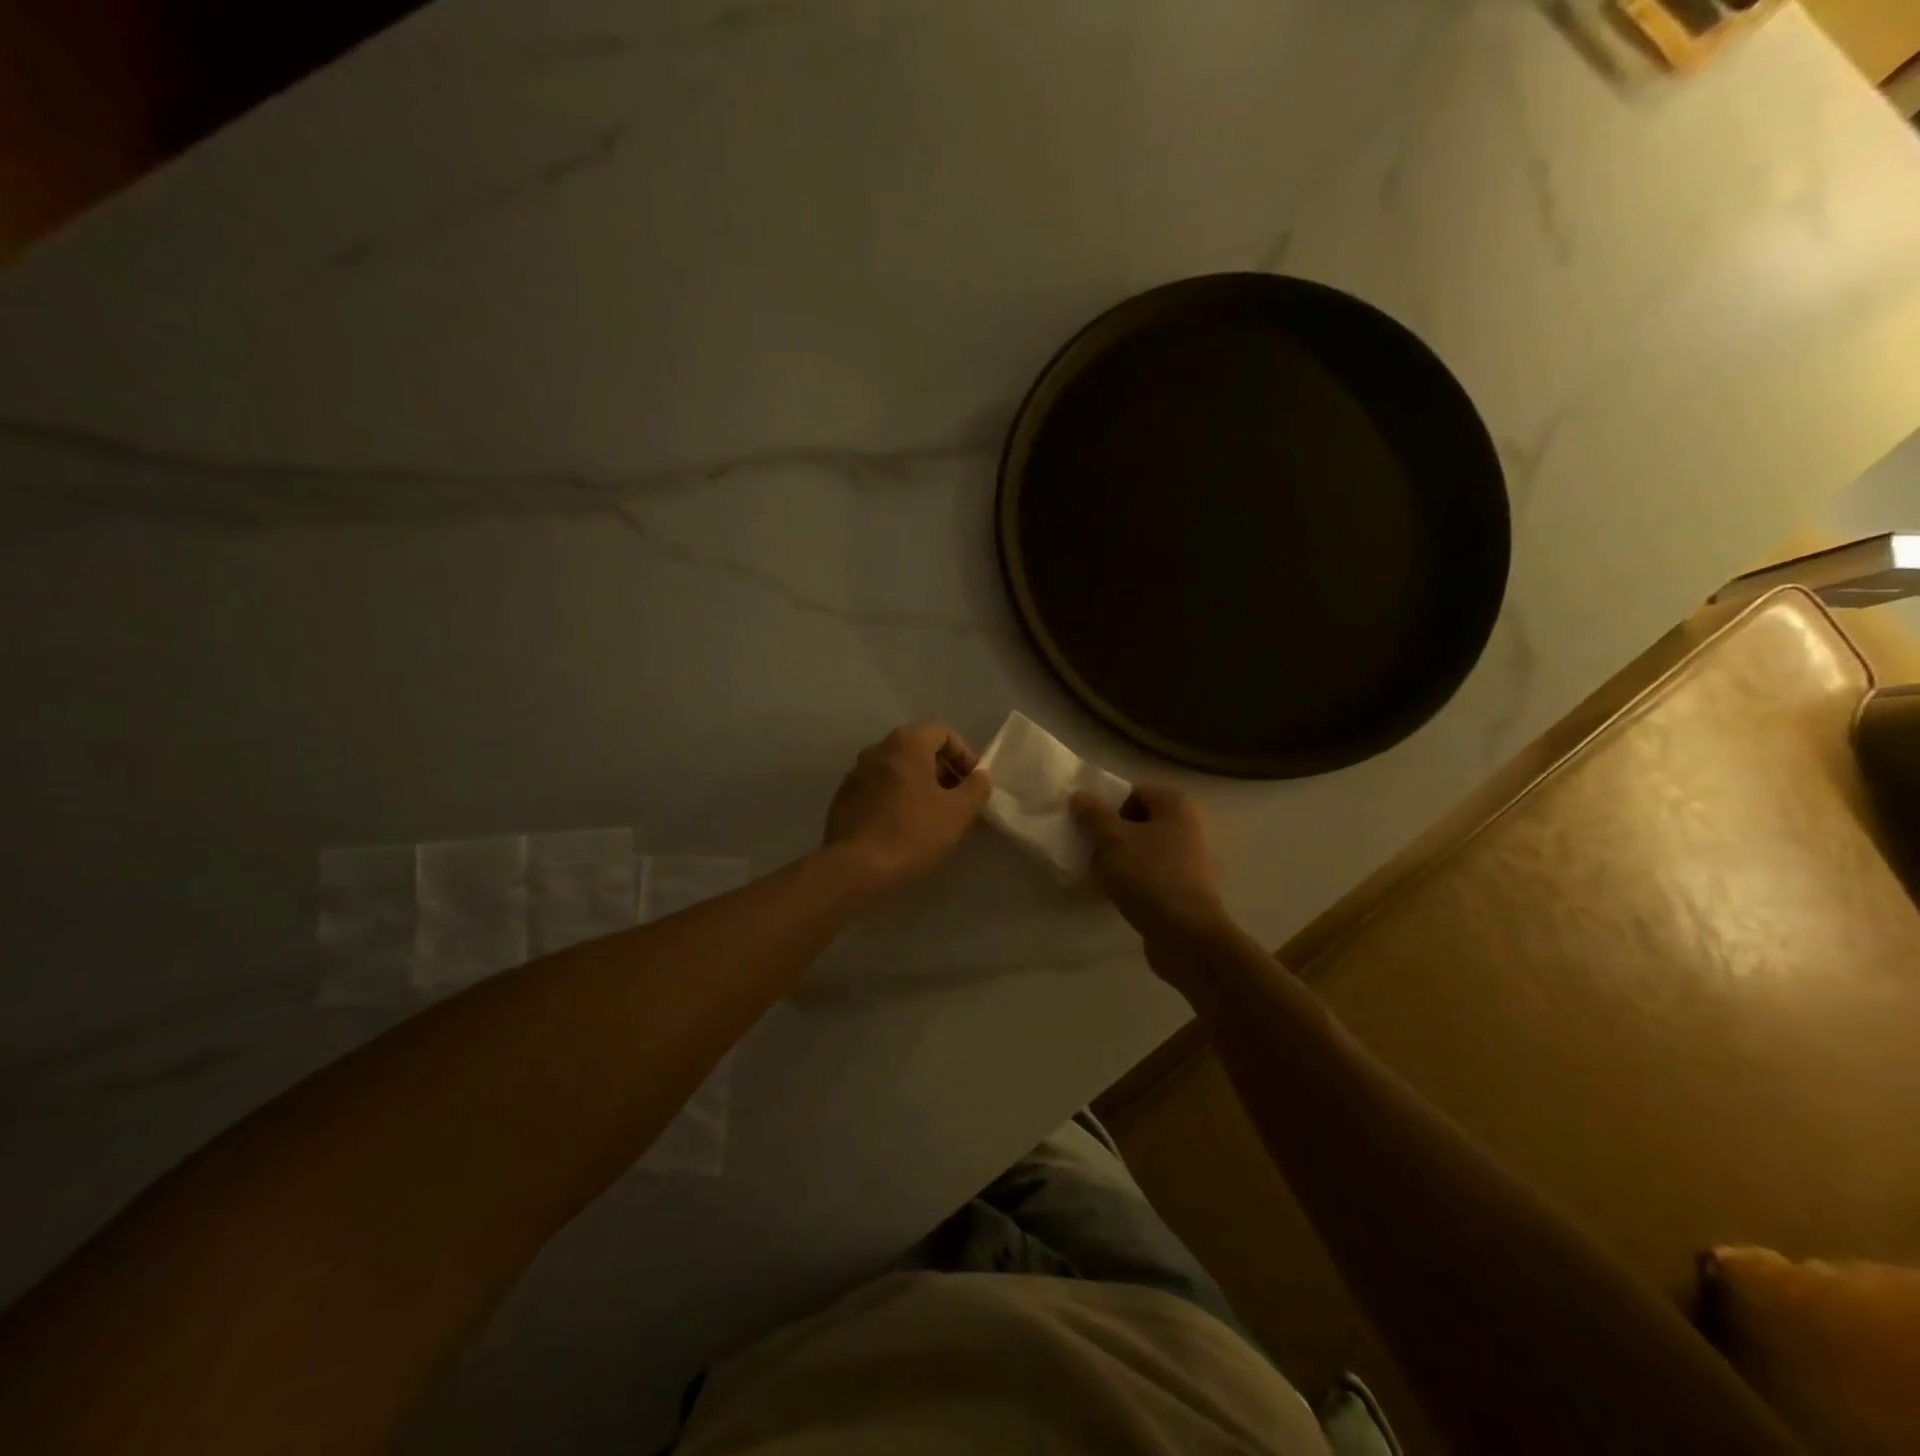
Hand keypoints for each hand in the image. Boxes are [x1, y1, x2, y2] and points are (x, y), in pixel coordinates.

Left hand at [821, 722, 991, 895]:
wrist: (855, 867)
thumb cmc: (913, 833)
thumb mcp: (958, 812)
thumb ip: (976, 788)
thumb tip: (980, 776)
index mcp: (906, 743)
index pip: (943, 732)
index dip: (964, 754)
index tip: (972, 783)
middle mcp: (878, 749)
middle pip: (918, 748)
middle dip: (942, 770)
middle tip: (956, 800)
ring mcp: (856, 773)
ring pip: (897, 768)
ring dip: (919, 784)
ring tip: (931, 816)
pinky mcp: (843, 797)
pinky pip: (878, 787)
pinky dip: (896, 797)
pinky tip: (903, 826)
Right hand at [1070, 784, 1234, 987]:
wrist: (1187, 936)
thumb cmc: (1149, 876)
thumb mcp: (1112, 840)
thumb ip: (1093, 815)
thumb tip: (1079, 795)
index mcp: (1176, 805)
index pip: (1134, 792)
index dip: (1109, 807)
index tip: (1090, 830)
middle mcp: (1189, 827)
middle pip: (1139, 822)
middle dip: (1112, 836)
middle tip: (1091, 853)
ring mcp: (1191, 860)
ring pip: (1144, 851)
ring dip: (1120, 861)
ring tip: (1100, 877)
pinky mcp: (1187, 890)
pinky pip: (1152, 876)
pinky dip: (1134, 882)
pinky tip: (1116, 896)